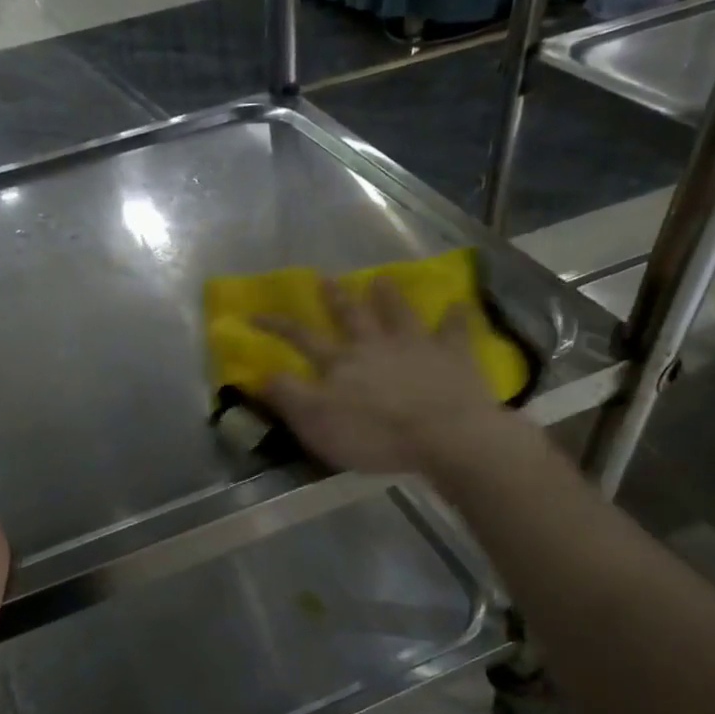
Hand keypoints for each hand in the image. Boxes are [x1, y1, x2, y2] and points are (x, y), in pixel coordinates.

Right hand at [257, 276, 510, 474]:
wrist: (443, 435)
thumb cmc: (374, 435)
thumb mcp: (316, 423)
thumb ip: (288, 396)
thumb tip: (263, 373)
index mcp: (339, 363)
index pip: (301, 338)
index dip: (277, 325)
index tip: (256, 314)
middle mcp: (374, 345)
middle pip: (351, 316)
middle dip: (336, 298)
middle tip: (326, 278)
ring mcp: (416, 345)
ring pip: (398, 313)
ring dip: (389, 296)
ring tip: (381, 279)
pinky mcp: (453, 355)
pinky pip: (455, 330)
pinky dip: (456, 317)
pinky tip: (458, 304)